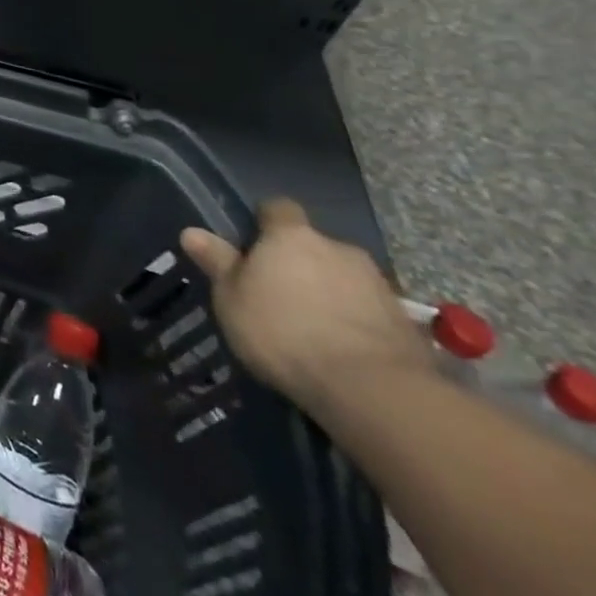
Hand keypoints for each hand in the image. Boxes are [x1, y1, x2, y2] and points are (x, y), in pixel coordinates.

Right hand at [181, 199, 431, 414]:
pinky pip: (370, 310)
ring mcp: (377, 283)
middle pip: (314, 245)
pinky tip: (344, 349)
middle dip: (300, 263)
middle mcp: (337, 247)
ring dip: (330, 292)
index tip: (253, 244)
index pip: (278, 208)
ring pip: (344, 277)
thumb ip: (217, 262)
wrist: (372, 388)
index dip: (265, 222)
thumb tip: (191, 231)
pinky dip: (356, 321)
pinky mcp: (404, 321)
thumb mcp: (232, 298)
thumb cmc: (284, 331)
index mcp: (292, 236)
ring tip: (314, 328)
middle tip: (280, 294)